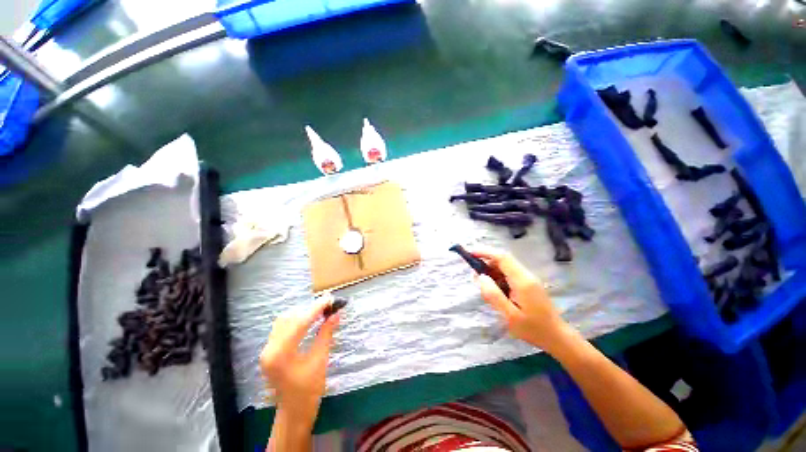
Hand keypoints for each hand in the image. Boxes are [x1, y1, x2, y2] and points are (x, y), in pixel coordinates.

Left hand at [259, 300, 339, 425]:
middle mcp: (269, 349)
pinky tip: (309, 320)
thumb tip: (335, 314)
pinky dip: (296, 320)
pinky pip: (282, 328)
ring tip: (320, 311)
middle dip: (310, 309)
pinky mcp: (269, 351)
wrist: (294, 411)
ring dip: (303, 313)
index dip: (316, 308)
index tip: (330, 298)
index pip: (300, 322)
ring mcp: (267, 350)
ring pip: (284, 321)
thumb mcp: (320, 360)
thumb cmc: (309, 390)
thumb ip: (326, 334)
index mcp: (280, 354)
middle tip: (328, 305)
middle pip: (289, 318)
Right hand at [471, 249, 569, 350]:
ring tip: (483, 286)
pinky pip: (509, 274)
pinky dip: (498, 277)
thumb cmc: (533, 329)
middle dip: (486, 262)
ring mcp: (528, 279)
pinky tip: (495, 290)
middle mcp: (526, 275)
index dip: (485, 252)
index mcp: (522, 281)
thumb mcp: (510, 316)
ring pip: (505, 267)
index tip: (470, 253)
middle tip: (474, 276)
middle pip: (503, 260)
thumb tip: (480, 277)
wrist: (557, 337)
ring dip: (492, 271)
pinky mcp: (528, 284)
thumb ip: (493, 295)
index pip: (502, 257)